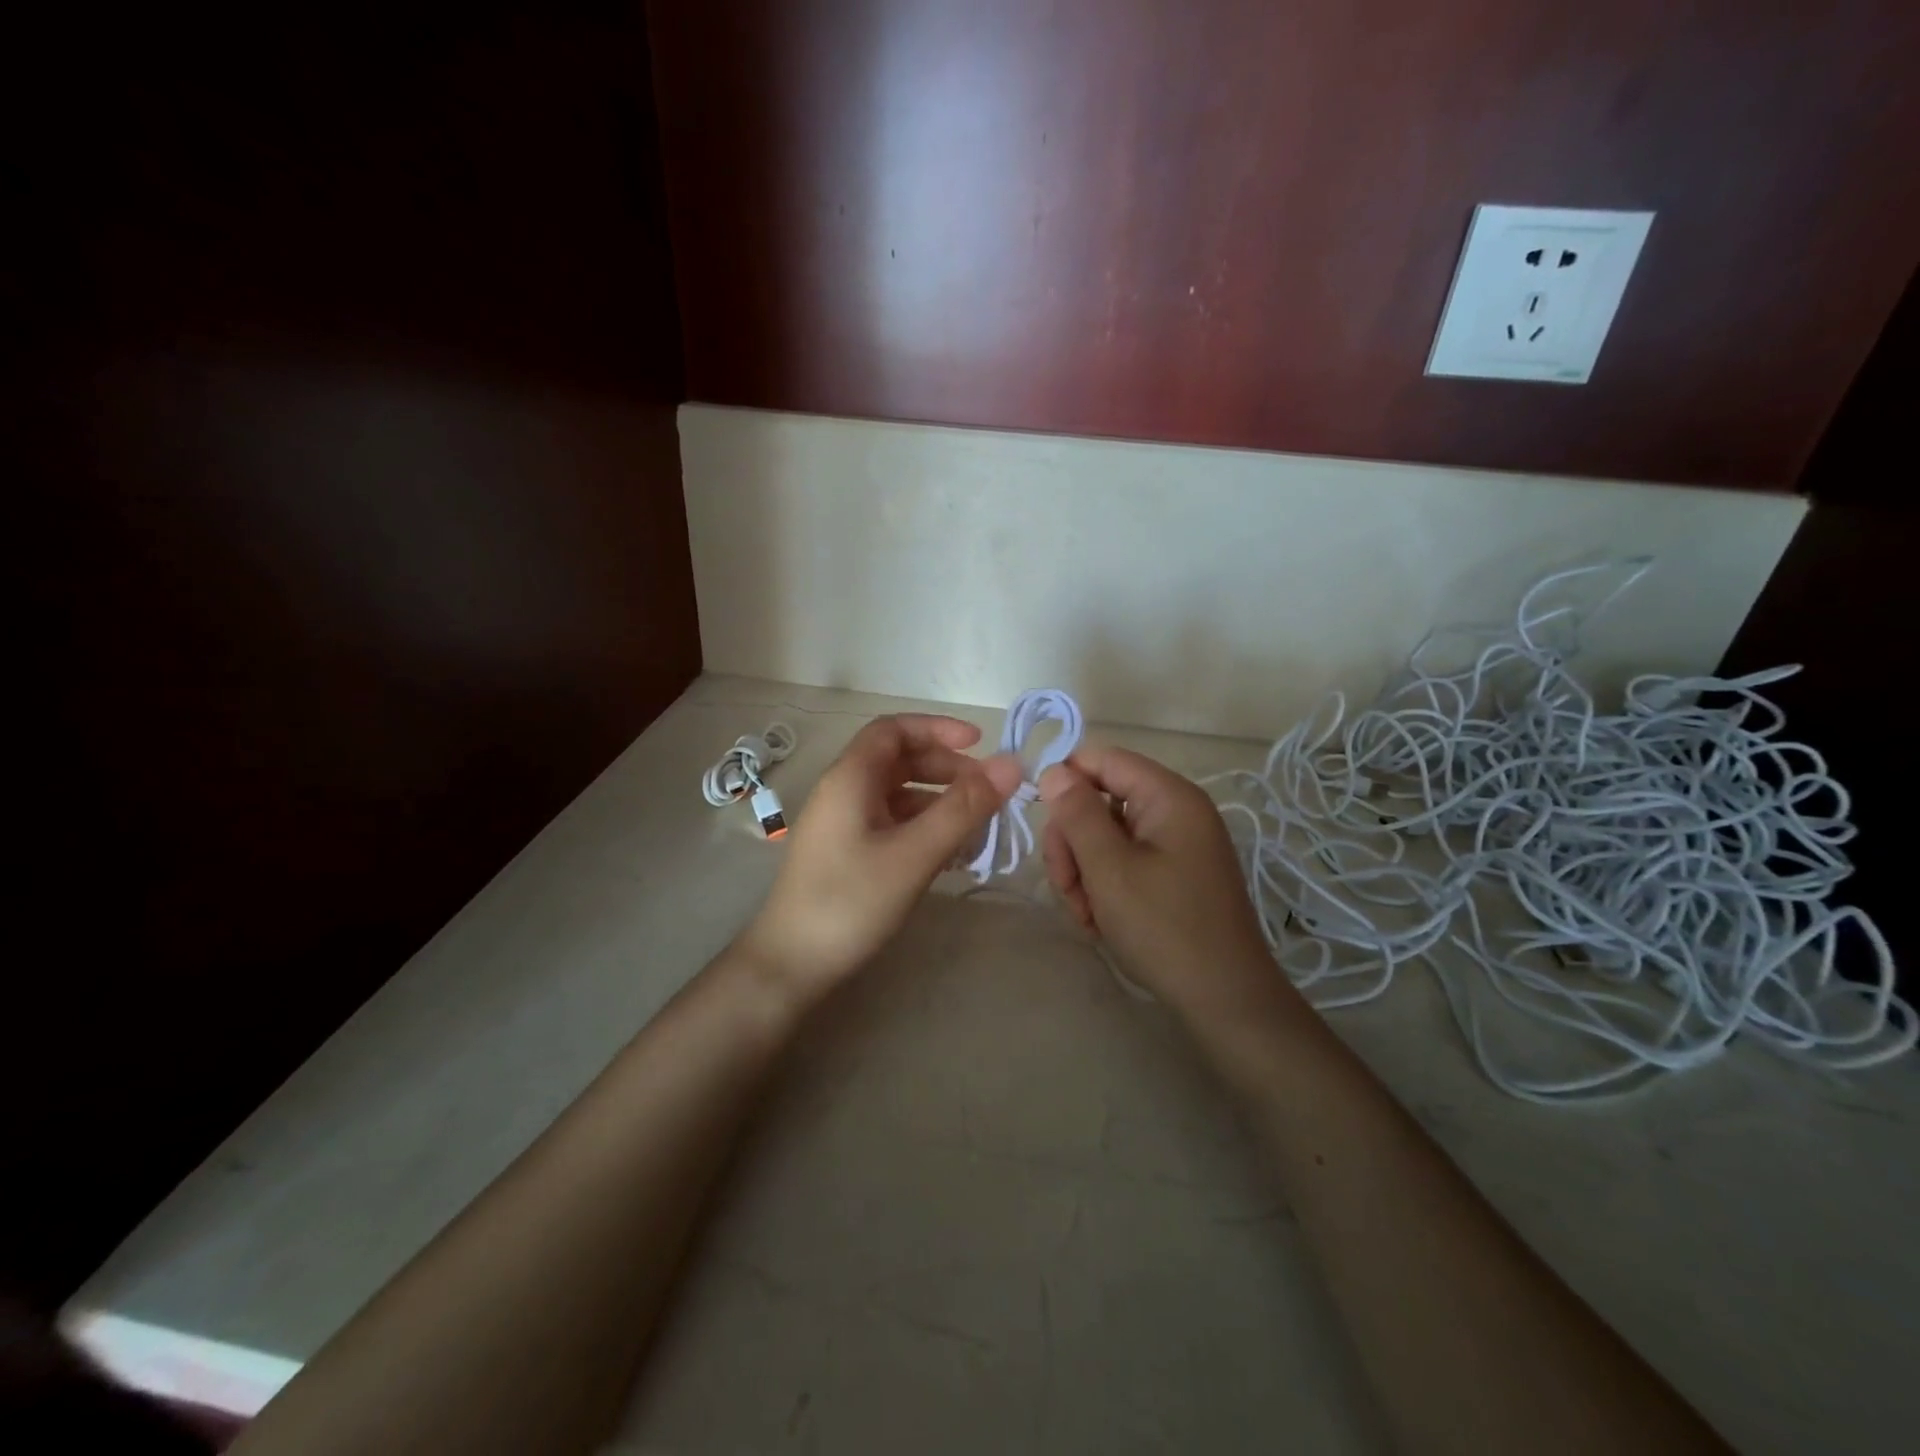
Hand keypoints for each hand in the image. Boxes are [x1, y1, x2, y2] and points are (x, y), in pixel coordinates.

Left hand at [739, 714, 1022, 1000]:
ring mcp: (841, 825)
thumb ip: (964, 807)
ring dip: (938, 803)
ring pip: (897, 795)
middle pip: (898, 761)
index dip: (937, 728)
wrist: (790, 966)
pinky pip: (890, 824)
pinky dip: (923, 829)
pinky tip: (950, 855)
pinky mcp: (845, 853)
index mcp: (850, 778)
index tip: (980, 744)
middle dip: (946, 769)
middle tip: (987, 793)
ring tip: (978, 829)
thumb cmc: (851, 901)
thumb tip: (1012, 764)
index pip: (894, 729)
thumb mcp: (915, 853)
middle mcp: (842, 792)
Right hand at [1039, 746, 1287, 1023]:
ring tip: (1086, 914)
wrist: (1225, 1001)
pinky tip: (1100, 921)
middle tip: (1065, 886)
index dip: (1065, 781)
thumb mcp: (1109, 869)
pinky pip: (1126, 862)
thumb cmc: (1164, 928)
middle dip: (1073, 841)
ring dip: (1084, 871)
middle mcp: (1176, 811)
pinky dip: (1105, 886)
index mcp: (1169, 796)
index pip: (1103, 759)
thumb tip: (1054, 771)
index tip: (1041, 820)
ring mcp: (1177, 845)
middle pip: (1101, 801)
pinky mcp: (1175, 875)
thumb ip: (1078, 814)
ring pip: (1107, 837)